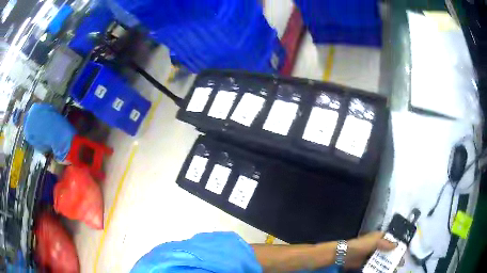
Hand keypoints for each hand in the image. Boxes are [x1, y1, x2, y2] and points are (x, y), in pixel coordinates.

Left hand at [344, 232, 396, 268]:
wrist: (344, 255)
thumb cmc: (360, 245)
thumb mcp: (374, 242)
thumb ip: (385, 243)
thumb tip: (397, 245)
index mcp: (380, 237)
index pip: (392, 239)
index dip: (398, 244)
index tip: (405, 250)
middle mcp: (378, 245)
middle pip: (389, 250)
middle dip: (395, 256)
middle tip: (401, 263)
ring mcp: (372, 254)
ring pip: (383, 258)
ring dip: (388, 263)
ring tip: (395, 269)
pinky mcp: (367, 262)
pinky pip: (376, 265)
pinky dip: (380, 268)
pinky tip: (385, 271)